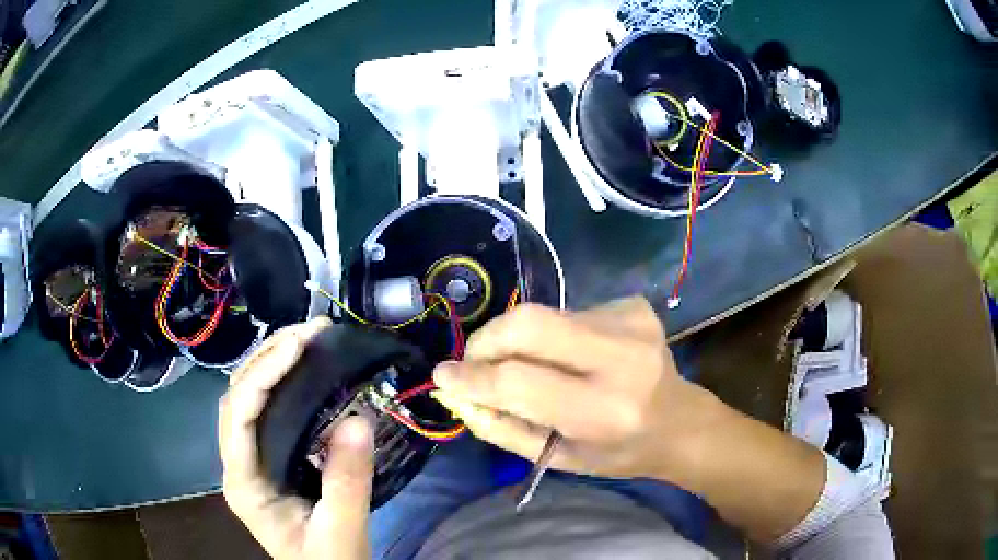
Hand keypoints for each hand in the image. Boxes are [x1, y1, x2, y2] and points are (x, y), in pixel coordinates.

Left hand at [219, 317, 372, 559]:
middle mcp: (238, 465)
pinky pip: (266, 410)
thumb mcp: (343, 531)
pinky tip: (303, 369)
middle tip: (309, 331)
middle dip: (267, 357)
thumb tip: (358, 418)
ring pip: (247, 399)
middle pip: (237, 398)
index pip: (238, 416)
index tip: (300, 345)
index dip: (263, 375)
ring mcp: (251, 460)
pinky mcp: (269, 458)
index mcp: (245, 484)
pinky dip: (282, 383)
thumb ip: (348, 483)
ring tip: (307, 338)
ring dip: (271, 363)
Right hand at [431, 297, 722, 482]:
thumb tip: (455, 393)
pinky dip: (551, 334)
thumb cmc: (618, 452)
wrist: (680, 422)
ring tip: (531, 367)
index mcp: (604, 410)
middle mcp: (622, 357)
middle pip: (528, 323)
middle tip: (475, 363)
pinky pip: (568, 312)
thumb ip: (502, 427)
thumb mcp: (558, 458)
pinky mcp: (632, 305)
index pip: (519, 381)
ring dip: (519, 341)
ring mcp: (631, 322)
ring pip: (543, 314)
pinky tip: (571, 356)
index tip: (443, 376)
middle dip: (487, 341)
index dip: (473, 377)